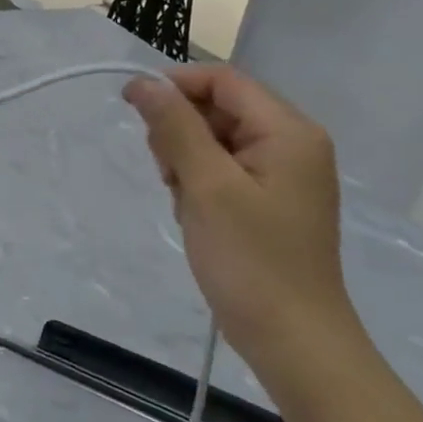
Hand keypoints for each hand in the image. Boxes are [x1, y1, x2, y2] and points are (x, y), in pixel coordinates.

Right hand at [123, 65, 367, 384]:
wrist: (292, 340)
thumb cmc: (251, 260)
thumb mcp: (207, 186)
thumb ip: (175, 128)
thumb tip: (143, 83)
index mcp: (289, 132)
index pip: (224, 81)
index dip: (175, 85)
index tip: (131, 106)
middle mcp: (292, 144)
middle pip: (219, 109)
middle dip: (181, 132)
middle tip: (167, 174)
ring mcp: (281, 175)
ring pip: (215, 142)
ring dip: (186, 162)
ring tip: (185, 203)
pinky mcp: (268, 201)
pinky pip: (222, 172)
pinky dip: (199, 185)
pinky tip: (195, 217)